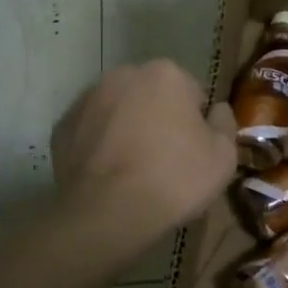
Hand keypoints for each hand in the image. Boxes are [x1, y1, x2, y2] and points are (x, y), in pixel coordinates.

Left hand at [50, 60, 237, 258]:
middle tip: (166, 160)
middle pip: (152, 96)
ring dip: (128, 129)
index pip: (192, 93)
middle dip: (159, 119)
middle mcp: (123, 75)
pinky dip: (100, 146)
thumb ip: (225, 123)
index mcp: (166, 74)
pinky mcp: (62, 127)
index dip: (197, 123)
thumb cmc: (174, 179)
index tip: (195, 150)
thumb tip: (216, 110)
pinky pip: (91, 132)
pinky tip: (109, 175)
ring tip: (134, 170)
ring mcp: (87, 99)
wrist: (108, 214)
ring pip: (119, 111)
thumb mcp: (224, 156)